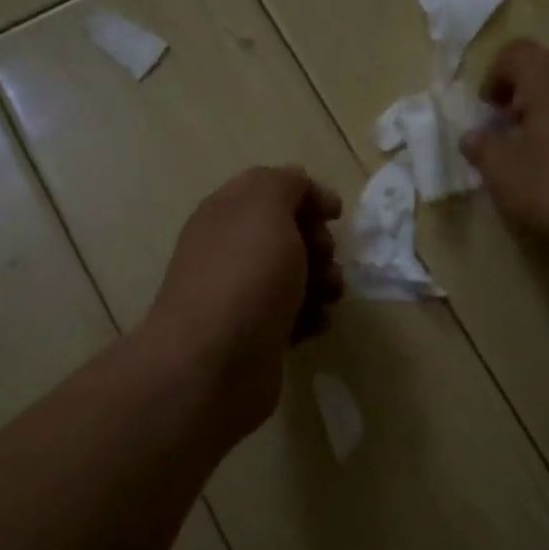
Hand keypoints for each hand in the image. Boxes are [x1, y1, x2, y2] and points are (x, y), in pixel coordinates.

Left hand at [141, 166, 344, 435]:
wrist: (213, 365)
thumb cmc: (244, 277)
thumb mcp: (265, 208)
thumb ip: (285, 184)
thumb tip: (301, 189)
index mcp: (226, 214)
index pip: (270, 188)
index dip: (307, 194)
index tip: (335, 215)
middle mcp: (229, 250)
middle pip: (287, 233)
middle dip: (318, 242)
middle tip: (324, 258)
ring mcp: (241, 295)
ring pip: (295, 276)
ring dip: (322, 281)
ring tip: (327, 296)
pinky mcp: (256, 335)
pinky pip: (293, 316)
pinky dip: (310, 316)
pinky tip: (314, 325)